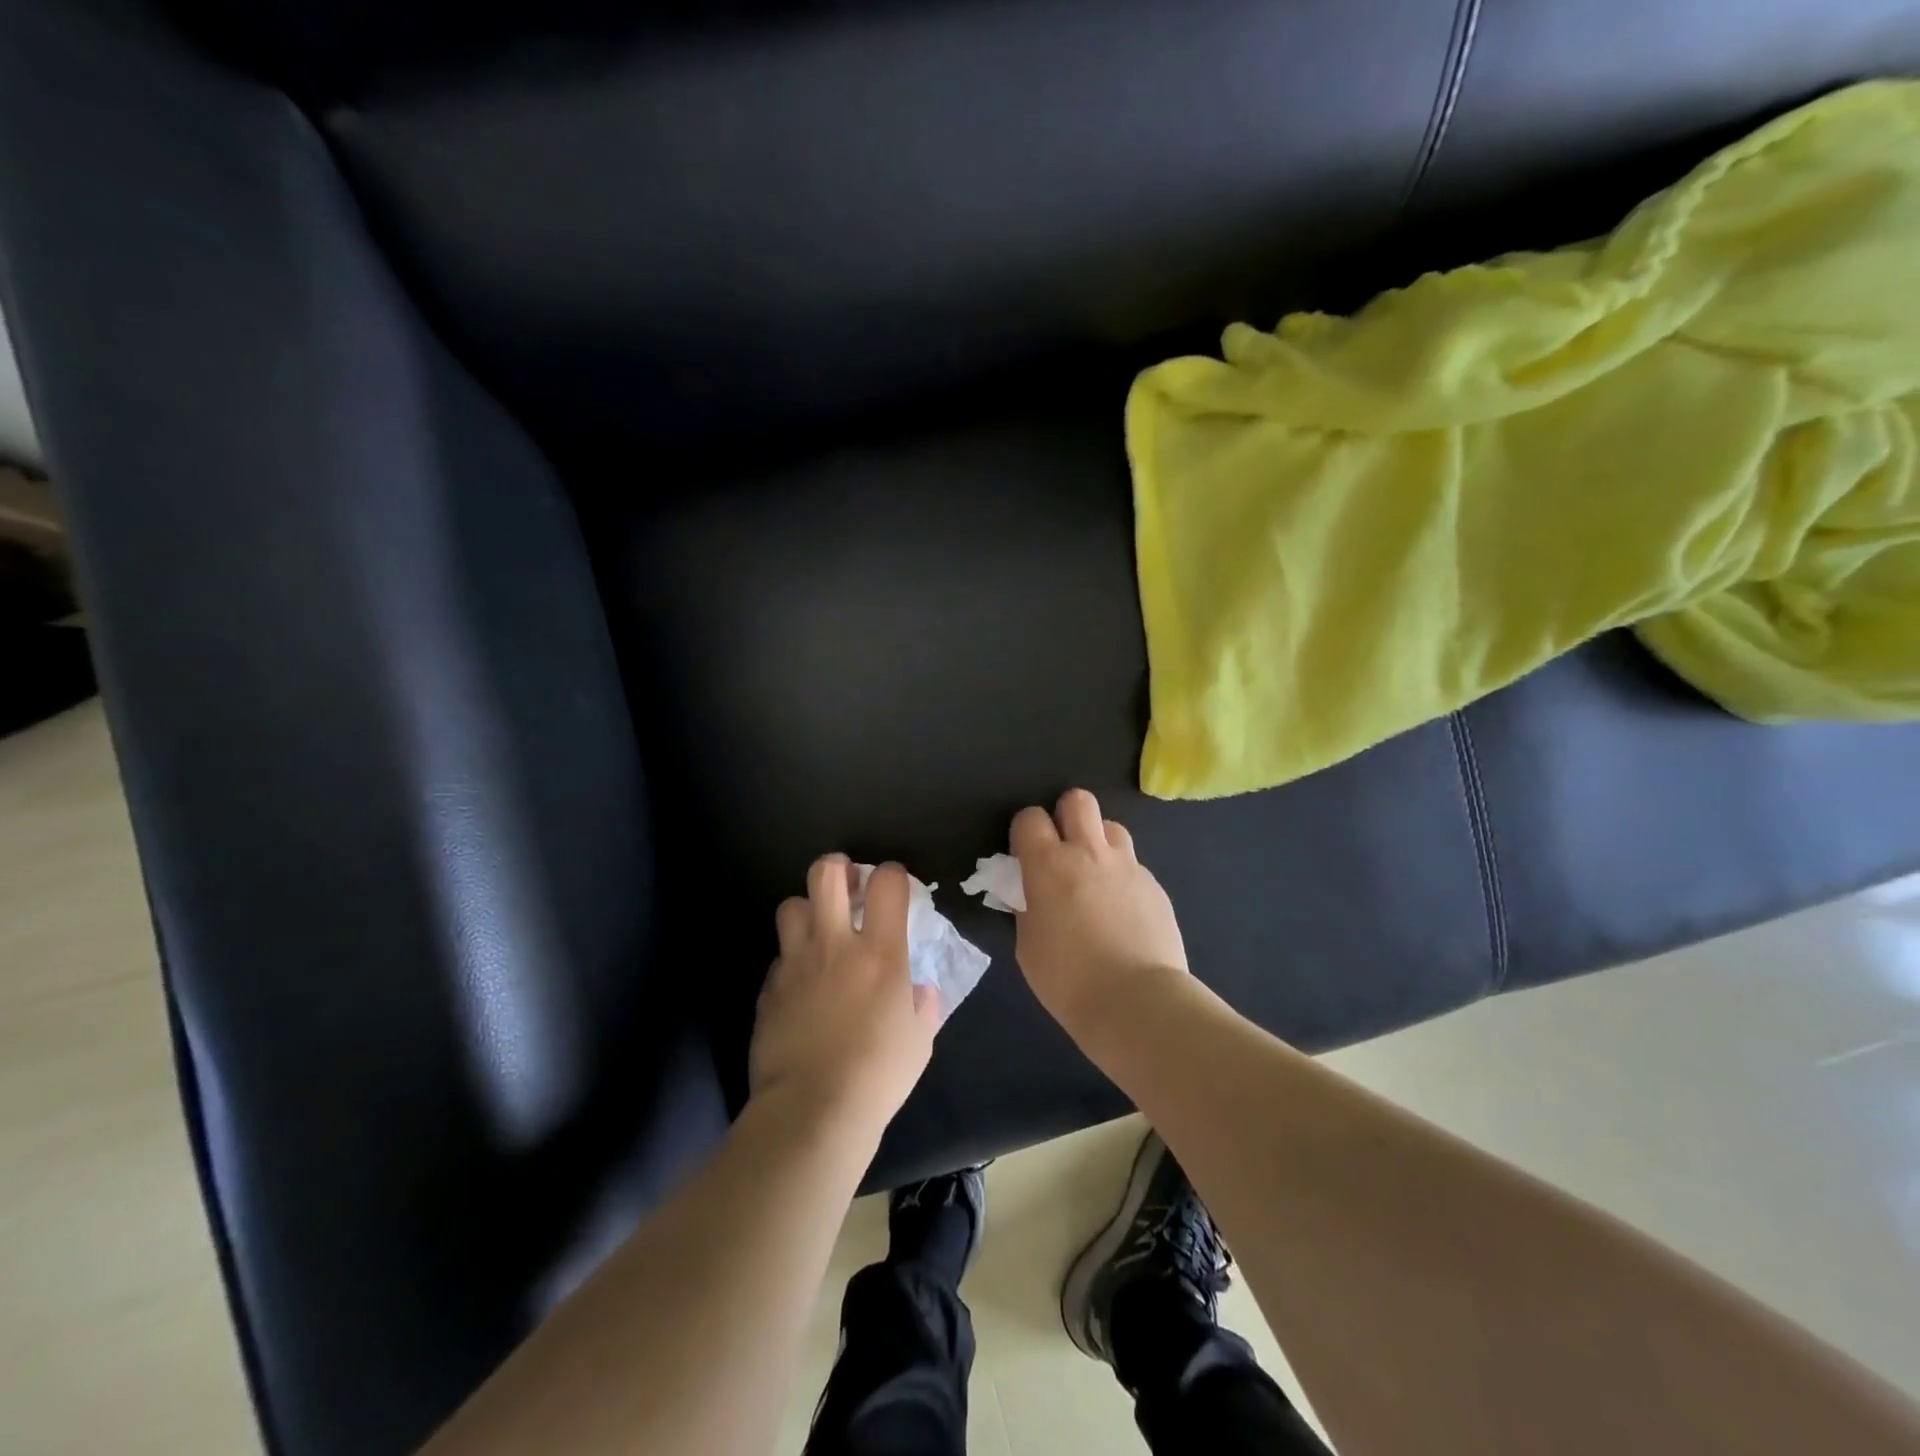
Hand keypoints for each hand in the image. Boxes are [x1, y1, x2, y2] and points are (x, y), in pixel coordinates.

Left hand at [750, 855, 940, 1140]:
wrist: (812, 1111)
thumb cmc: (878, 1075)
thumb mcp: (919, 1040)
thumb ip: (922, 1006)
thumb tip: (919, 991)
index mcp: (881, 952)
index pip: (887, 883)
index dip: (892, 874)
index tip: (894, 885)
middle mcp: (836, 944)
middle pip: (826, 875)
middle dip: (837, 867)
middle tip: (847, 883)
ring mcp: (796, 963)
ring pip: (790, 905)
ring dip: (807, 910)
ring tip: (818, 929)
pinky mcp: (769, 988)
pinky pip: (779, 956)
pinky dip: (791, 958)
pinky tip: (800, 982)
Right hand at [1010, 789, 1188, 1030]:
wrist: (1137, 1002)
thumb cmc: (1068, 980)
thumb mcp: (1029, 945)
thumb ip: (1029, 908)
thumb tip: (1034, 896)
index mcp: (1048, 864)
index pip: (1030, 818)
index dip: (1025, 831)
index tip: (1025, 854)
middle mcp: (1089, 852)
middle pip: (1078, 800)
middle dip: (1066, 815)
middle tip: (1064, 848)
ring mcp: (1128, 866)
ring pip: (1112, 827)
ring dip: (1099, 842)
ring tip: (1096, 876)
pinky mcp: (1155, 885)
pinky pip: (1134, 865)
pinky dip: (1123, 878)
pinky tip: (1123, 912)